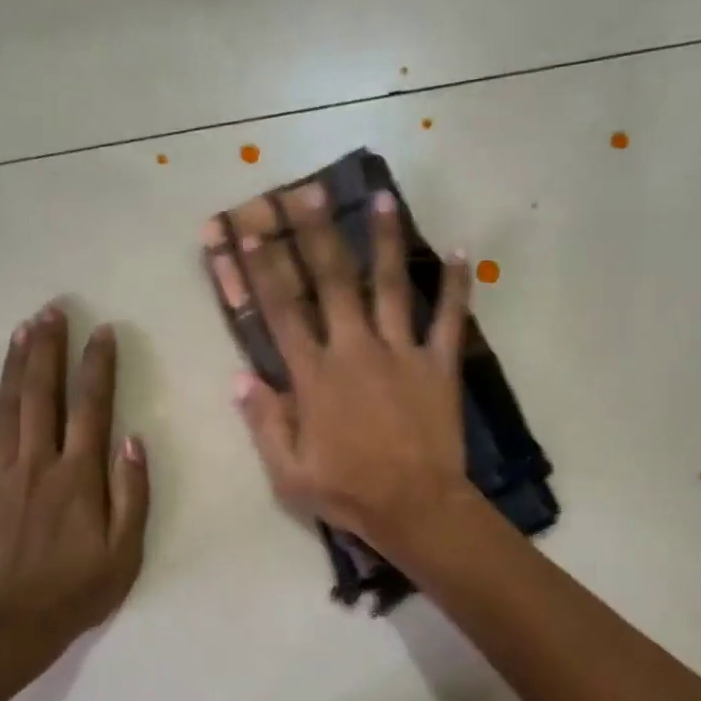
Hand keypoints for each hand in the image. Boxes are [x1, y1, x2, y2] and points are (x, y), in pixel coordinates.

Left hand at [0, 304, 149, 654]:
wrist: (17, 627)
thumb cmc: (80, 590)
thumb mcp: (126, 550)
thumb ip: (132, 493)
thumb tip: (133, 439)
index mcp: (78, 477)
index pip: (91, 408)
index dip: (98, 367)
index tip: (102, 332)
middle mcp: (37, 465)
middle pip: (42, 396)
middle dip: (48, 349)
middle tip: (51, 309)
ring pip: (5, 411)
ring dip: (13, 367)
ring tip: (20, 329)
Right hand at [226, 183, 476, 558]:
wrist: (415, 508)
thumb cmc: (347, 493)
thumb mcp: (288, 472)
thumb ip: (264, 422)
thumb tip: (240, 377)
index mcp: (314, 376)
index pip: (281, 312)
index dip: (261, 269)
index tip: (248, 231)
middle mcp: (355, 350)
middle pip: (333, 281)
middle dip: (316, 234)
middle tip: (307, 192)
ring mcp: (401, 353)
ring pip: (391, 286)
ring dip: (385, 241)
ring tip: (383, 199)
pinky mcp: (438, 366)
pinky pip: (449, 319)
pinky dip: (456, 286)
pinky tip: (460, 251)